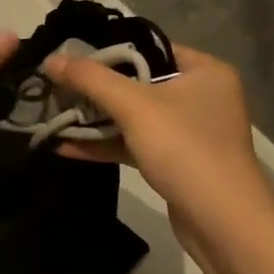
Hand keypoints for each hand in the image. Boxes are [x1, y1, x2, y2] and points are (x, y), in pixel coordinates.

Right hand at [44, 45, 273, 219]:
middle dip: (96, 89)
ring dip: (96, 119)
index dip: (108, 51)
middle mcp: (201, 96)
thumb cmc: (184, 148)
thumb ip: (90, 79)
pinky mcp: (178, 163)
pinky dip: (106, 144)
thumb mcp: (134, 106)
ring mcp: (190, 132)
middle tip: (57, 87)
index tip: (70, 57)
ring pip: (134, 116)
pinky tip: (67, 147)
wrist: (223, 225)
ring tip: (54, 115)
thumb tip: (50, 60)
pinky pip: (136, 143)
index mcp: (204, 71)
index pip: (149, 49)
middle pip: (138, 83)